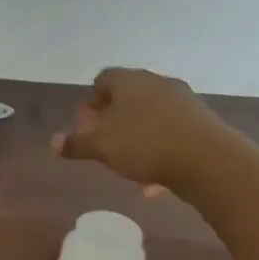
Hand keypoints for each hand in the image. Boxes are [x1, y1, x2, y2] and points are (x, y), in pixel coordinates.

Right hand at [51, 68, 230, 192]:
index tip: (86, 124)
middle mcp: (156, 83)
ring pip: (150, 116)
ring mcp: (182, 100)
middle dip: (114, 120)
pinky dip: (158, 149)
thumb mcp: (101, 147)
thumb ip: (76, 143)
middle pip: (129, 96)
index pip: (104, 79)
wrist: (206, 159)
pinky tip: (154, 180)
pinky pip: (170, 132)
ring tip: (128, 165)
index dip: (92, 100)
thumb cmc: (144, 144)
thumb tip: (52, 142)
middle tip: (104, 143)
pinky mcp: (200, 121)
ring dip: (136, 136)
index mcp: (129, 81)